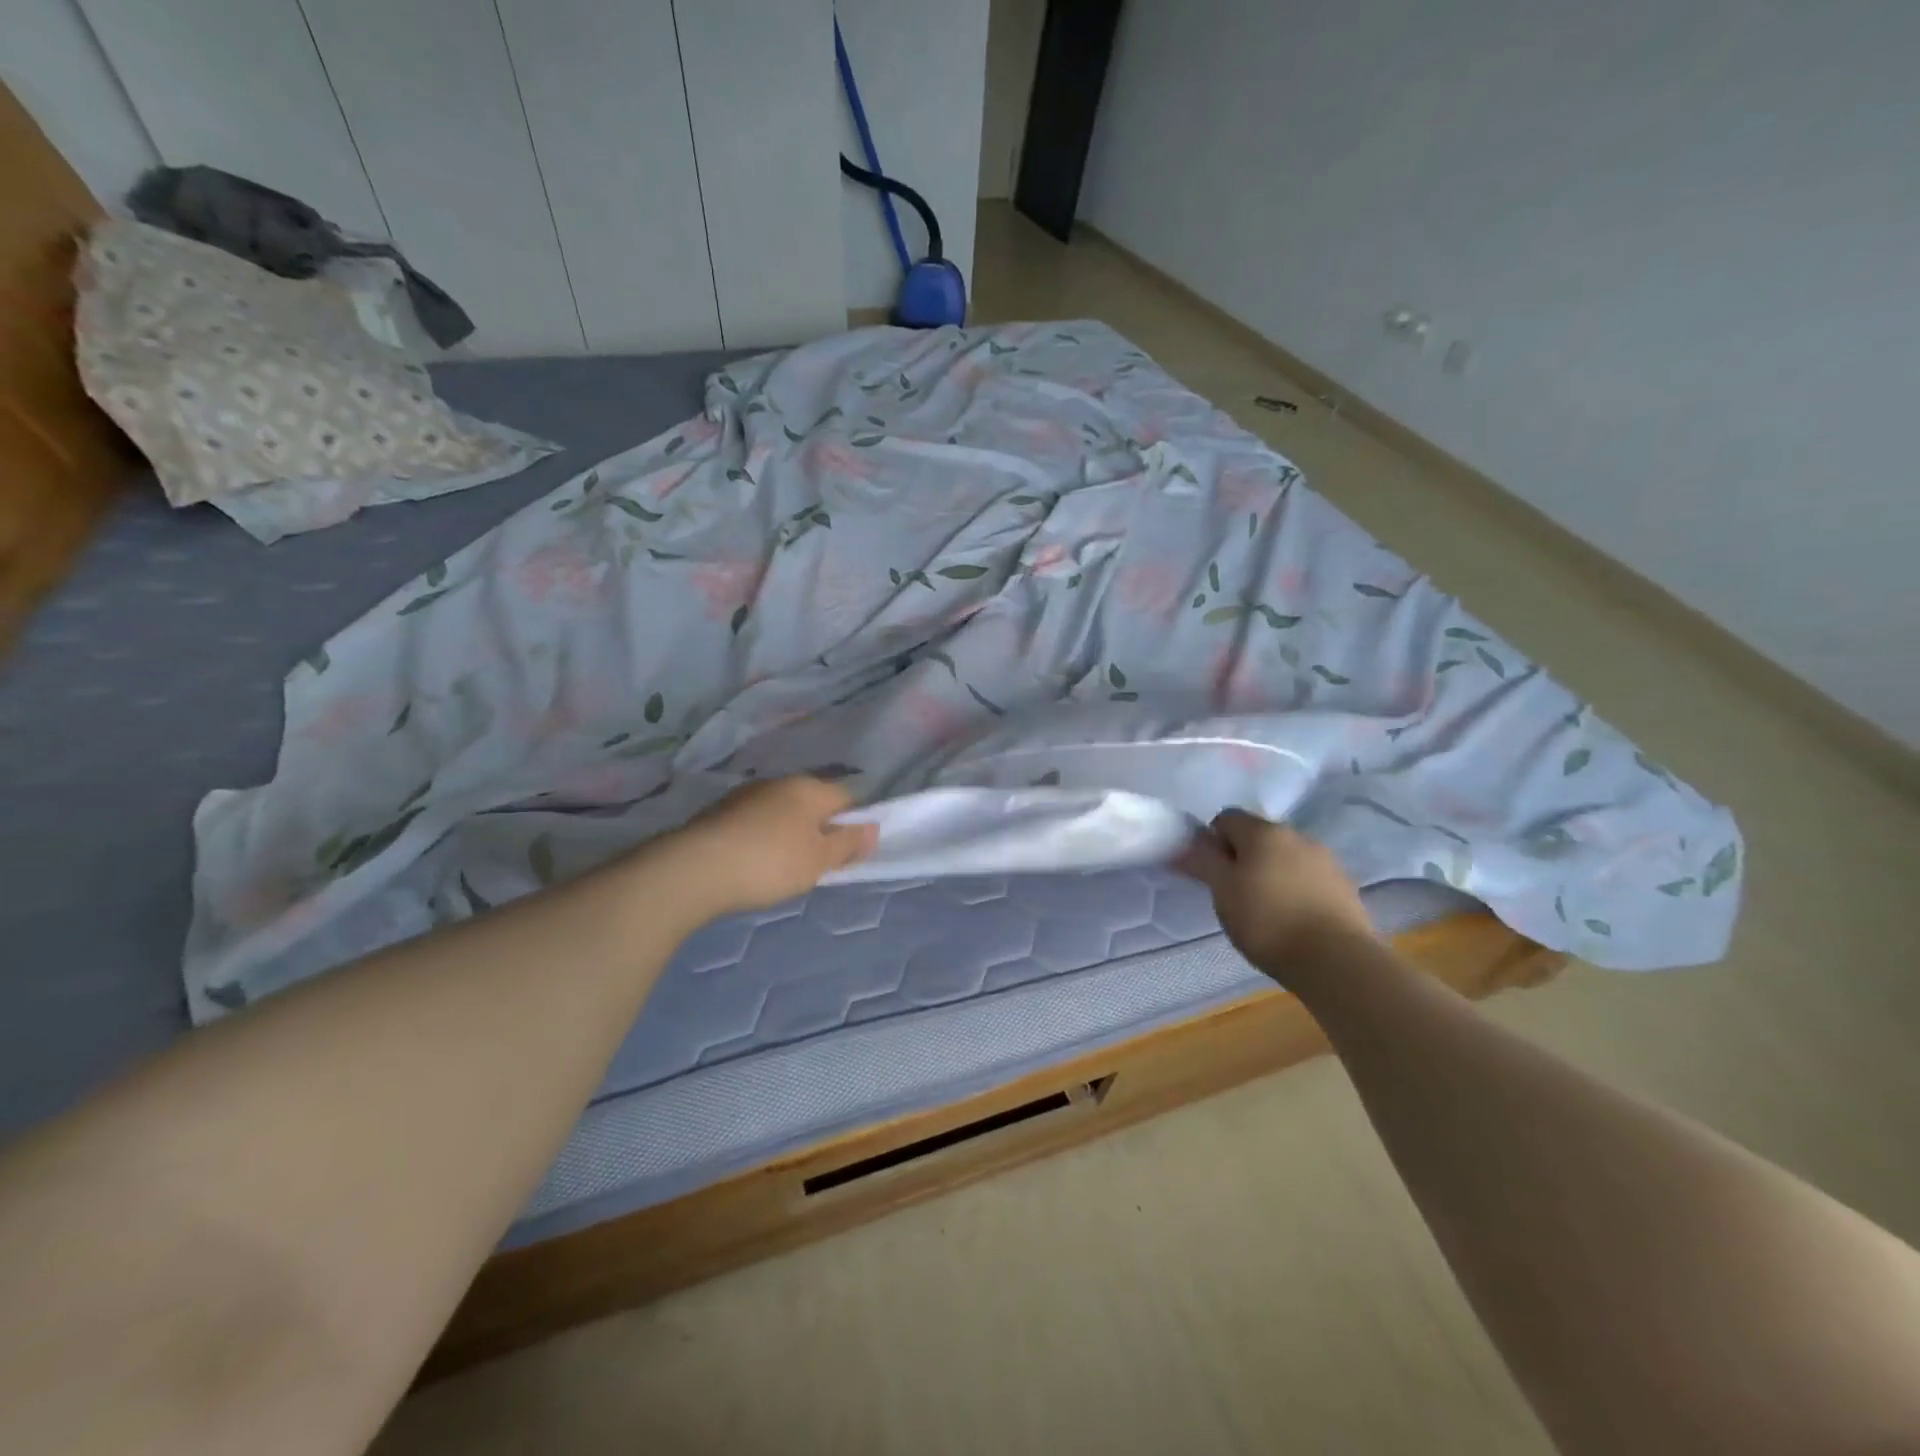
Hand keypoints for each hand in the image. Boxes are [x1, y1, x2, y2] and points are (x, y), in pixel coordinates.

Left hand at [668, 777, 877, 915]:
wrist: (694, 869)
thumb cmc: (770, 863)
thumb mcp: (819, 861)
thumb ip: (848, 844)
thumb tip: (872, 828)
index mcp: (810, 788)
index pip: (847, 796)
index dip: (855, 821)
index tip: (850, 849)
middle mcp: (780, 782)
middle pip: (813, 801)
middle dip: (820, 826)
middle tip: (819, 862)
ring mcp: (747, 794)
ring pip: (782, 810)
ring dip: (788, 831)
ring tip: (784, 865)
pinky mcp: (720, 811)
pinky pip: (755, 821)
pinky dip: (761, 836)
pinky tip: (754, 861)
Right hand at [1175, 810, 1374, 973]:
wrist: (1336, 961)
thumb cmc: (1267, 921)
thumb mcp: (1222, 892)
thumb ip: (1202, 862)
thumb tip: (1186, 844)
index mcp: (1263, 831)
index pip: (1226, 818)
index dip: (1212, 841)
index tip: (1210, 872)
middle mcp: (1297, 835)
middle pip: (1258, 836)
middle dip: (1242, 857)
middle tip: (1234, 893)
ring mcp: (1326, 860)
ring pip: (1285, 857)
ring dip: (1271, 872)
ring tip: (1266, 910)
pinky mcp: (1345, 886)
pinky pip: (1309, 877)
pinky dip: (1295, 889)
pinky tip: (1293, 919)